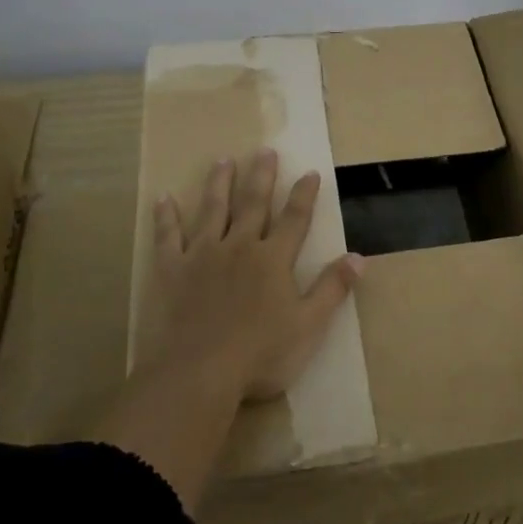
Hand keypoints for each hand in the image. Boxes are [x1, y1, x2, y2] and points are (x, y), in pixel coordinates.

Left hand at [151, 148, 362, 400]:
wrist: (198, 372)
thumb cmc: (260, 354)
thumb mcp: (308, 326)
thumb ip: (332, 289)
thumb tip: (359, 257)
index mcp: (273, 259)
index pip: (295, 219)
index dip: (304, 195)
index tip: (309, 172)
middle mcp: (239, 246)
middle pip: (253, 204)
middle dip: (261, 176)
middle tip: (264, 150)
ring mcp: (202, 255)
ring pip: (212, 210)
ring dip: (219, 184)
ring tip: (222, 160)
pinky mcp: (172, 269)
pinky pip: (168, 236)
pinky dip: (166, 217)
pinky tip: (163, 198)